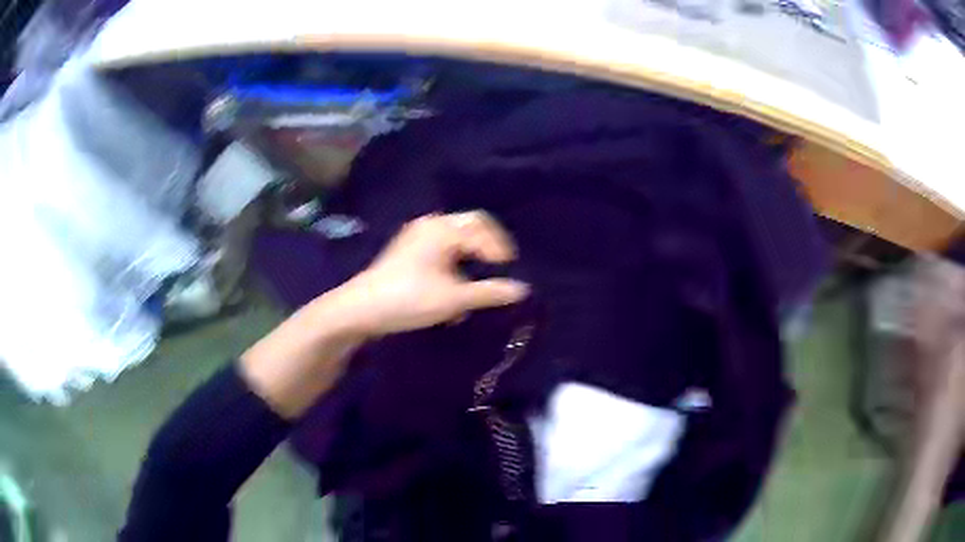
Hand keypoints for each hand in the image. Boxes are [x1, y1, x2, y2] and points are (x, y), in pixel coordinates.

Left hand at [336, 211, 529, 336]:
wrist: (361, 309)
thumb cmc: (409, 299)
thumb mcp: (453, 298)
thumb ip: (490, 292)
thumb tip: (523, 289)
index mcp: (443, 229)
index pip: (483, 228)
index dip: (501, 249)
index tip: (510, 271)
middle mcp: (430, 225)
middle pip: (470, 227)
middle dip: (487, 249)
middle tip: (500, 269)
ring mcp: (416, 237)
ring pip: (455, 239)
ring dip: (470, 258)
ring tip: (477, 282)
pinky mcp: (408, 251)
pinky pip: (441, 249)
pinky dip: (454, 264)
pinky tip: (454, 288)